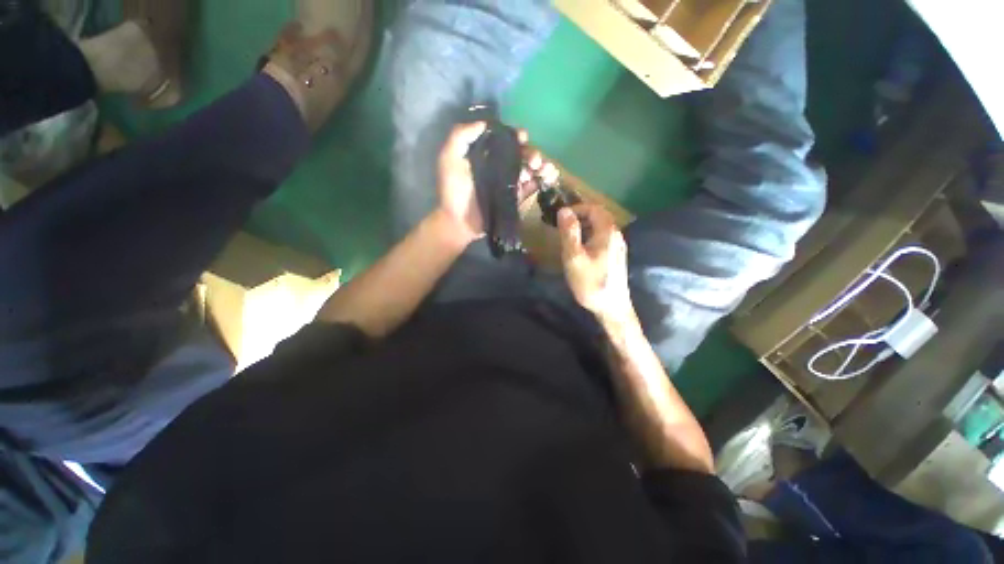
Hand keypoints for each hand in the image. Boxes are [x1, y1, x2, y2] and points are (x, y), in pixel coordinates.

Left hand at [437, 122, 554, 244]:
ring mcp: (508, 183)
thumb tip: (484, 123)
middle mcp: (498, 166)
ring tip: (544, 169)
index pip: (504, 140)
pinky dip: (541, 180)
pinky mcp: (514, 198)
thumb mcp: (449, 159)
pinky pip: (530, 187)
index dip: (515, 136)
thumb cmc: (453, 191)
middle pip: (520, 154)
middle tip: (534, 160)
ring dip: (540, 165)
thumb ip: (461, 136)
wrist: (459, 222)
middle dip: (531, 153)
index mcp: (485, 155)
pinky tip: (548, 176)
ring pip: (528, 169)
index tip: (522, 137)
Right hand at [558, 204, 633, 323]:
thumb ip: (569, 232)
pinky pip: (603, 239)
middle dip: (580, 216)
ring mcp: (619, 246)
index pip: (594, 208)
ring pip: (601, 228)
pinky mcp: (616, 257)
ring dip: (585, 227)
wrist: (612, 307)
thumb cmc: (590, 282)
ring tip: (569, 237)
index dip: (577, 208)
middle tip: (563, 226)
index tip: (561, 217)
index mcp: (607, 232)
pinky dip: (590, 237)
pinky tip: (582, 250)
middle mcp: (617, 235)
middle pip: (600, 217)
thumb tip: (564, 210)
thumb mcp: (574, 257)